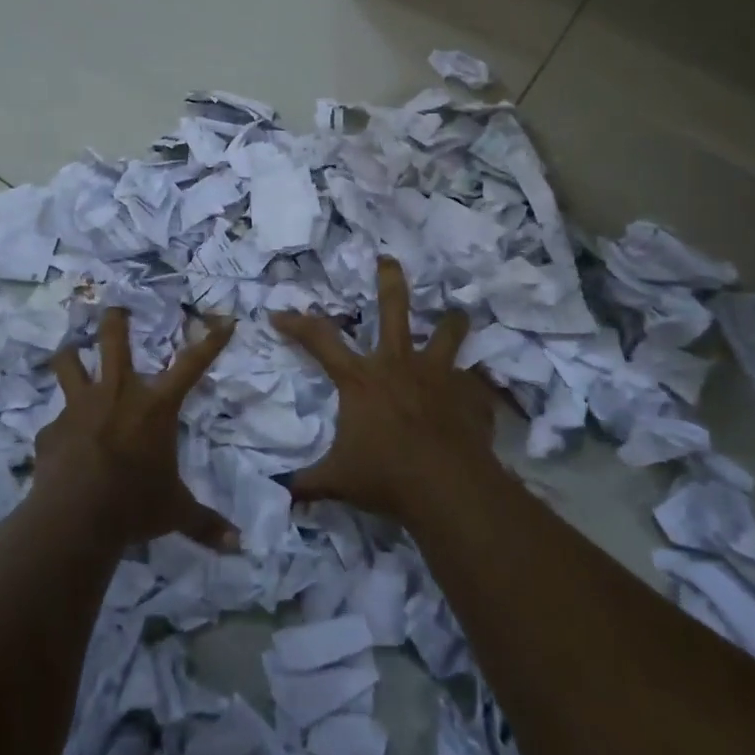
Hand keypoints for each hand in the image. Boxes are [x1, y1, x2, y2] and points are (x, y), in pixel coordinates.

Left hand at [39, 307, 237, 547]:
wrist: (76, 515)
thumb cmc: (135, 504)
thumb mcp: (175, 512)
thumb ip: (205, 524)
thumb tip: (238, 545)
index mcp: (156, 406)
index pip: (192, 365)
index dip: (211, 342)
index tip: (225, 321)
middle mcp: (118, 393)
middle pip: (114, 340)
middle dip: (115, 320)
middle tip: (115, 308)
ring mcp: (80, 407)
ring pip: (68, 363)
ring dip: (70, 355)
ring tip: (69, 352)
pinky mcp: (51, 430)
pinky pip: (53, 423)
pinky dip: (58, 430)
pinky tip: (58, 445)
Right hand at [273, 256, 496, 522]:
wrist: (447, 488)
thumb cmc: (386, 476)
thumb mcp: (337, 481)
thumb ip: (306, 484)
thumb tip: (278, 495)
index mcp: (361, 379)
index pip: (319, 340)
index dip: (296, 324)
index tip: (278, 313)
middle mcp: (398, 365)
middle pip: (393, 309)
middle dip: (389, 281)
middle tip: (388, 259)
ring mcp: (438, 375)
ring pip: (447, 334)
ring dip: (452, 322)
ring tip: (458, 312)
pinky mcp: (469, 394)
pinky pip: (474, 384)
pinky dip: (474, 388)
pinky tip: (477, 395)